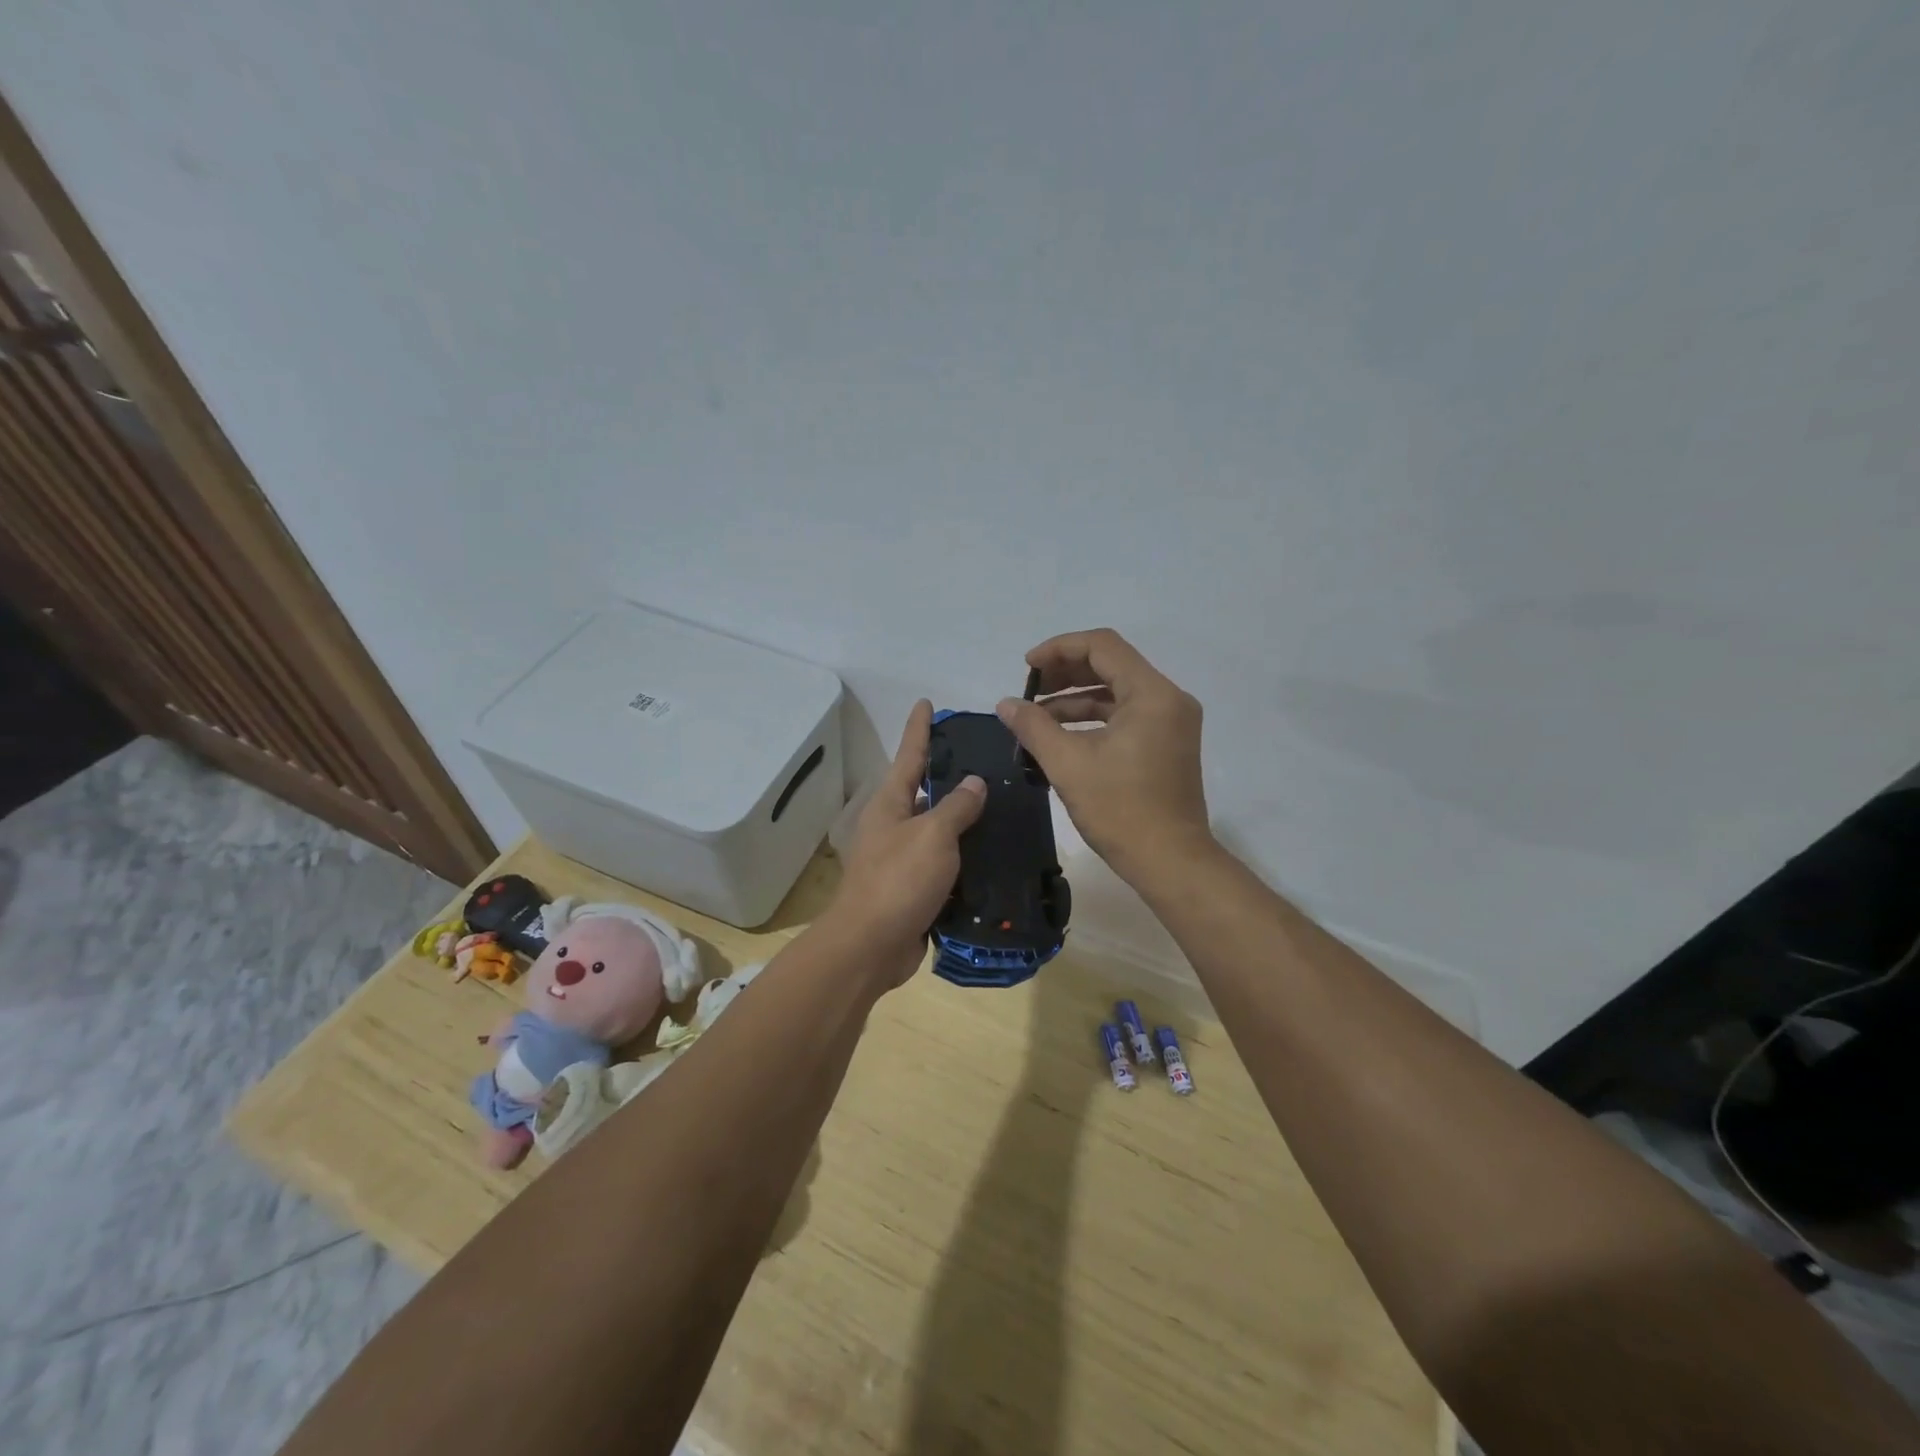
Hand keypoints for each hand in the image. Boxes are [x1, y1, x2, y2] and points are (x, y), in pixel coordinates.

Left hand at [826, 699, 987, 986]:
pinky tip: (994, 853)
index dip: (920, 728)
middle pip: (924, 791)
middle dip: (950, 774)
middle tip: (987, 759)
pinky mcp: (914, 889)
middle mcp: (893, 825)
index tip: (926, 702)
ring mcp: (902, 858)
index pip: (909, 754)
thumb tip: (974, 782)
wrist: (871, 947)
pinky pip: (945, 863)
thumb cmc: (899, 881)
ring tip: (1002, 804)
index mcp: (890, 804)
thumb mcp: (933, 835)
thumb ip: (956, 807)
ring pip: (938, 829)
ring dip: (963, 820)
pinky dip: (966, 857)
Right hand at [996, 628, 1210, 884]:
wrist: (1170, 862)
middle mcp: (1168, 699)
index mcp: (1152, 694)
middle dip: (1065, 673)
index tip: (1026, 668)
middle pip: (1111, 665)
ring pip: (1117, 691)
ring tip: (1036, 716)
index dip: (1059, 648)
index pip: (1102, 646)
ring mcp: (1171, 722)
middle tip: (1028, 690)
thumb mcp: (1068, 764)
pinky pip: (1125, 715)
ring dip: (1075, 697)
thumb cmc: (1121, 810)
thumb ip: (1033, 726)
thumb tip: (1005, 703)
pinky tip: (1060, 734)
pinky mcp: (1167, 743)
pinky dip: (1092, 718)